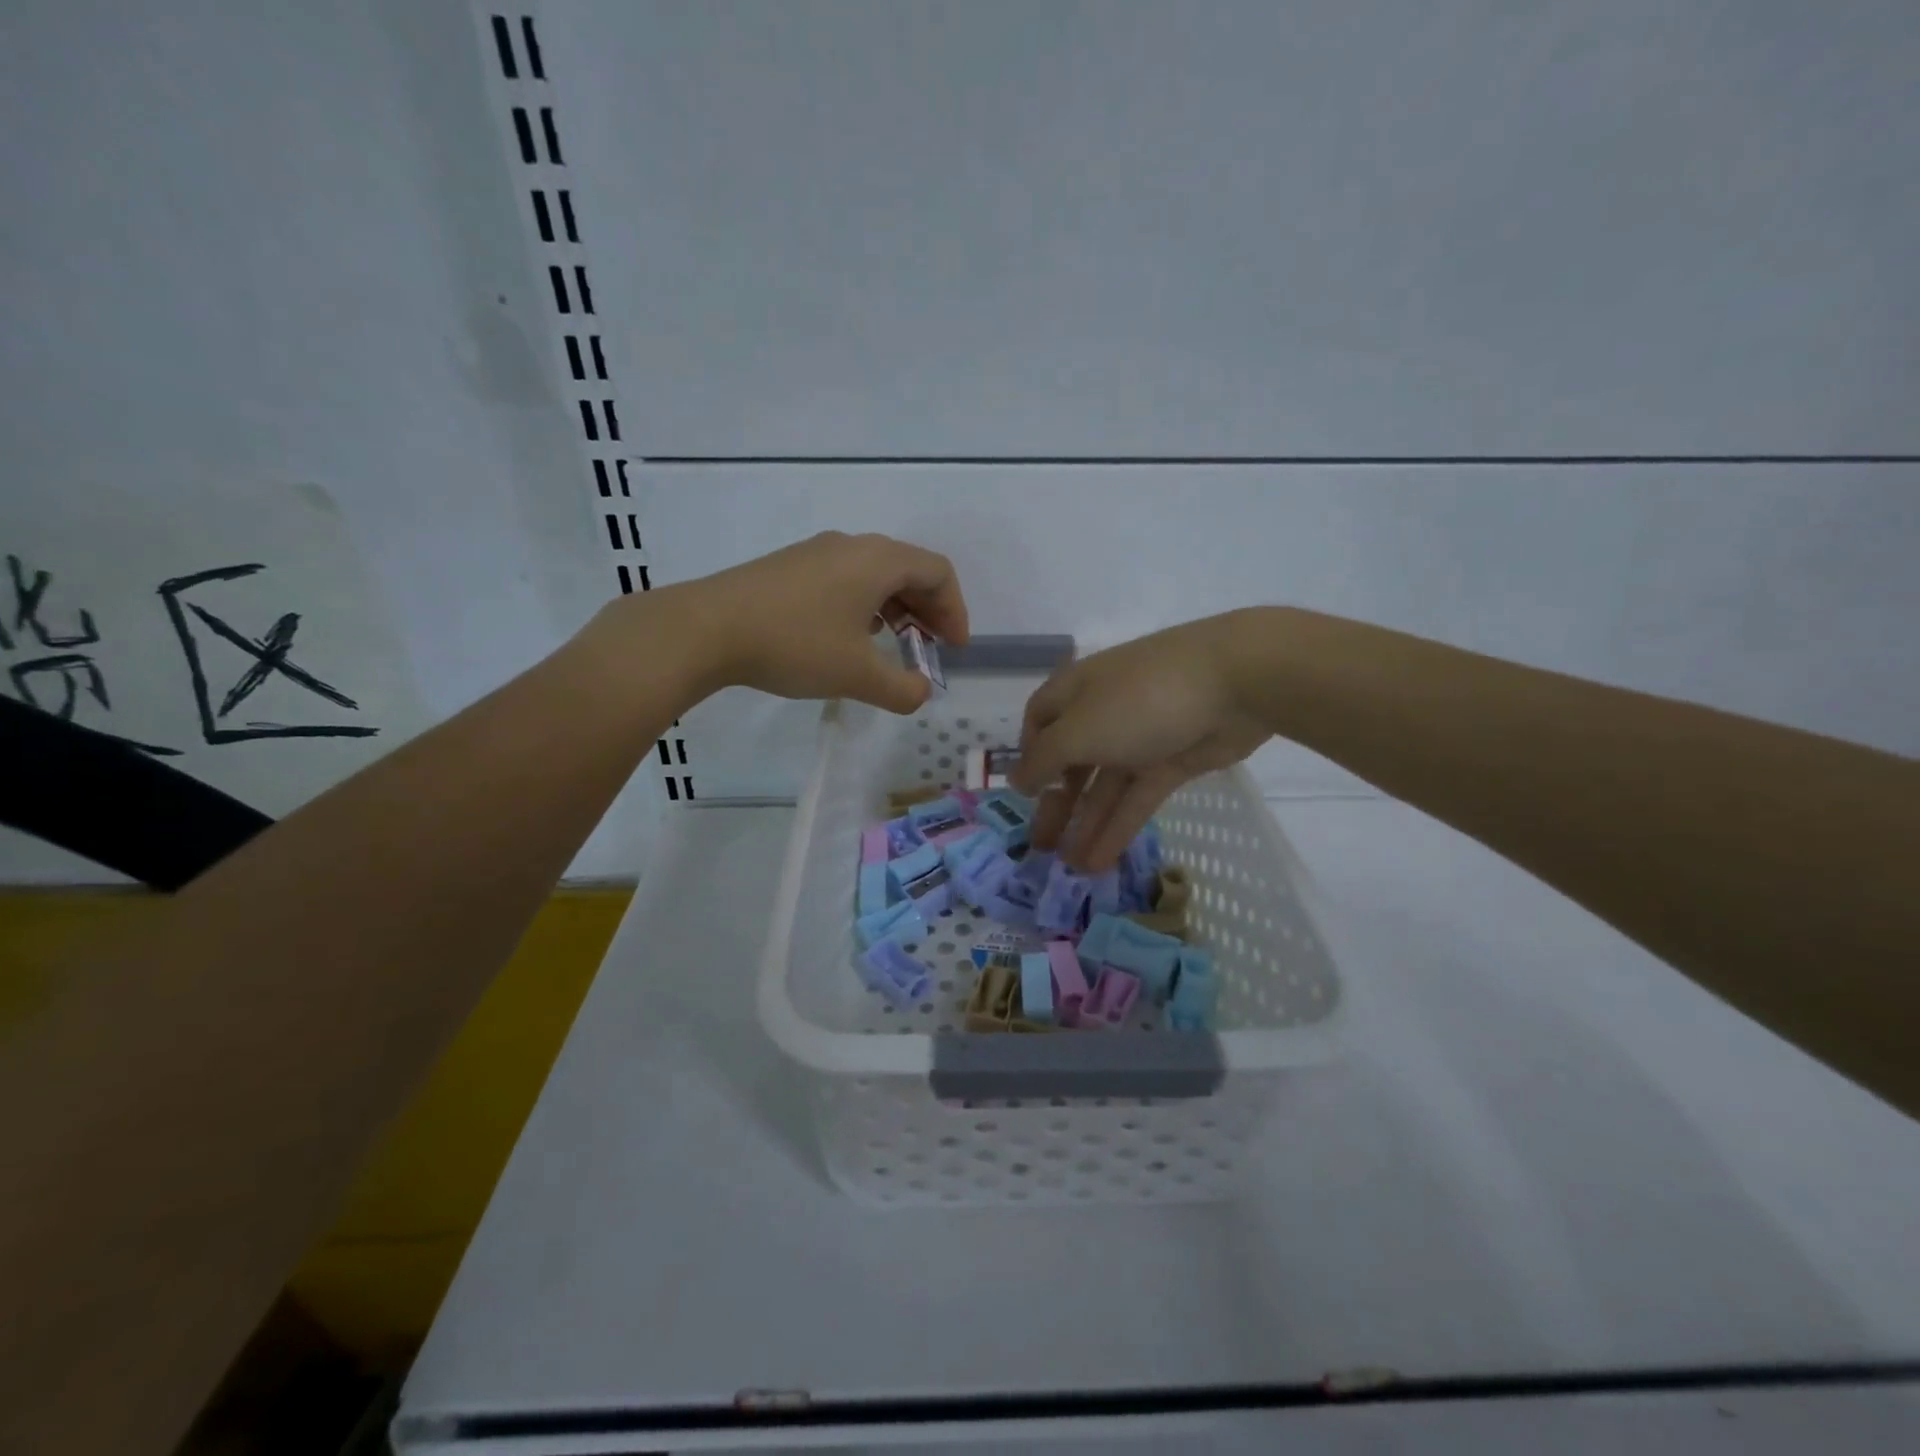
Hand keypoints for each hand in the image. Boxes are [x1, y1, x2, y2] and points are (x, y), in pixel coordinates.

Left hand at [665, 531, 969, 711]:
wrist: (706, 629)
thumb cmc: (794, 645)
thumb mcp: (857, 675)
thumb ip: (901, 689)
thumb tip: (921, 693)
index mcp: (878, 560)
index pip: (938, 572)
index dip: (955, 611)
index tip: (953, 650)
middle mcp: (852, 545)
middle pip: (909, 569)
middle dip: (928, 611)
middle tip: (929, 649)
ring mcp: (816, 552)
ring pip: (875, 574)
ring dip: (896, 609)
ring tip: (893, 646)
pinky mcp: (790, 566)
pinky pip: (845, 578)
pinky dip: (865, 605)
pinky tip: (849, 637)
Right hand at [1011, 611, 1270, 870]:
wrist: (1236, 682)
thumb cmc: (1140, 700)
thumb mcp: (1079, 729)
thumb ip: (1044, 759)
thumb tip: (1016, 779)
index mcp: (1076, 691)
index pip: (1040, 719)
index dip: (1029, 753)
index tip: (1024, 792)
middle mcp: (1104, 712)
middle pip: (1071, 760)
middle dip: (1056, 802)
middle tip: (1040, 846)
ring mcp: (1141, 737)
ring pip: (1105, 786)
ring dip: (1086, 824)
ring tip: (1069, 868)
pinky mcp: (1174, 761)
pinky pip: (1137, 798)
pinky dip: (1118, 827)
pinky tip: (1099, 861)